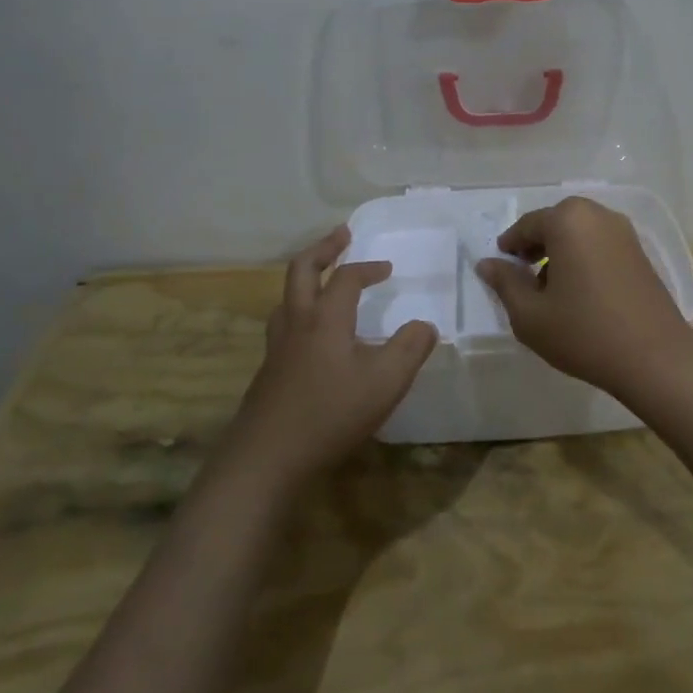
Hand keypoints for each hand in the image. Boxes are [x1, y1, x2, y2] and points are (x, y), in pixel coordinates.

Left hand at [223, 227, 436, 491]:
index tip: (388, 268)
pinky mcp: (268, 372)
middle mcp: (297, 323)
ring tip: (322, 279)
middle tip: (341, 235)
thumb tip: (425, 325)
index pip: (347, 278)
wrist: (267, 458)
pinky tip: (311, 336)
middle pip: (302, 270)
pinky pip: (283, 324)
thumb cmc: (331, 413)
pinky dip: (300, 310)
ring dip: (306, 278)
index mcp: (326, 318)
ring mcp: (277, 348)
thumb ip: (410, 349)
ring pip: (286, 297)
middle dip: (323, 248)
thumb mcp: (386, 382)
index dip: (368, 268)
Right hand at [475, 196, 692, 398]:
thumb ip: (505, 283)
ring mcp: (625, 232)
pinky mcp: (641, 252)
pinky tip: (580, 292)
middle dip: (536, 245)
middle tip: (523, 275)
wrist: (655, 357)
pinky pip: (601, 244)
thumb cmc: (584, 332)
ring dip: (561, 251)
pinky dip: (584, 257)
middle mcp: (598, 215)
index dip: (510, 245)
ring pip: (580, 233)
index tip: (500, 266)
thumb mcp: (530, 314)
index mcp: (568, 221)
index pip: (527, 225)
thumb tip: (487, 263)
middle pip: (556, 223)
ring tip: (550, 288)